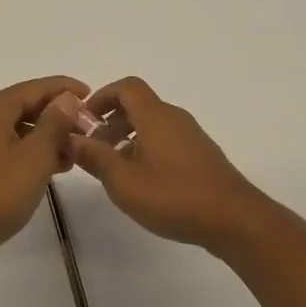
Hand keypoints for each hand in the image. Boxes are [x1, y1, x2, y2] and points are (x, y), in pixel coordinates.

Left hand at [0, 76, 89, 267]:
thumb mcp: (34, 158)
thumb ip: (54, 124)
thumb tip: (66, 98)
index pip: (36, 87)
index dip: (65, 89)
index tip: (91, 95)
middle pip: (24, 105)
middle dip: (56, 116)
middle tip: (86, 131)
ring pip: (13, 126)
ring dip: (43, 136)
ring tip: (72, 154)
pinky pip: (2, 143)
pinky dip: (25, 150)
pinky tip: (45, 168)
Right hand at [69, 77, 264, 254]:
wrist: (235, 220)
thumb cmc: (175, 196)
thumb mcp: (124, 182)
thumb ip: (95, 158)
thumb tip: (70, 138)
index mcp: (155, 116)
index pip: (126, 87)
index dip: (101, 97)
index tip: (84, 120)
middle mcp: (174, 118)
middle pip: (138, 105)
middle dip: (110, 121)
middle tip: (93, 148)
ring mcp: (191, 136)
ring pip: (152, 124)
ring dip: (127, 137)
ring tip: (113, 168)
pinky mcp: (201, 156)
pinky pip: (166, 140)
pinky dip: (146, 149)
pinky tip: (142, 182)